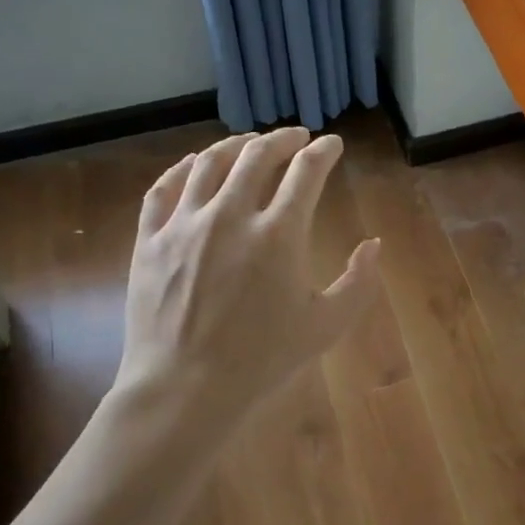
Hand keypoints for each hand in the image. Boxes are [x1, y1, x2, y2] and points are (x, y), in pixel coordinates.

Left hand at [116, 128, 380, 432]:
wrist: (184, 388)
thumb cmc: (262, 360)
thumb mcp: (326, 326)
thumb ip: (358, 282)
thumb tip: (374, 245)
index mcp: (279, 234)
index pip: (306, 171)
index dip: (323, 151)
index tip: (332, 144)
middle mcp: (230, 215)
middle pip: (258, 155)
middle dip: (283, 138)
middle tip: (295, 137)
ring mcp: (184, 224)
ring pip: (209, 162)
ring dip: (235, 145)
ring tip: (249, 143)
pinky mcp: (150, 239)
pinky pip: (164, 188)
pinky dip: (183, 168)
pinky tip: (194, 165)